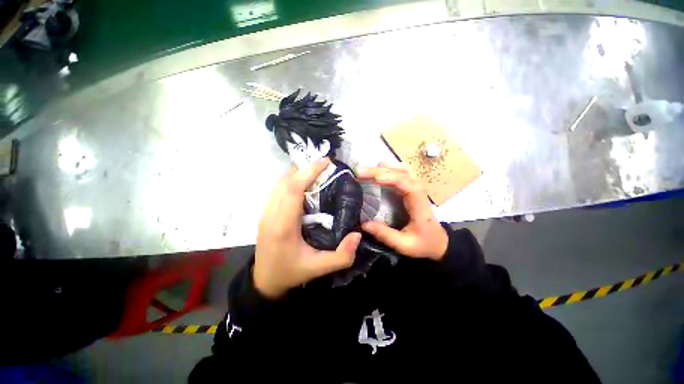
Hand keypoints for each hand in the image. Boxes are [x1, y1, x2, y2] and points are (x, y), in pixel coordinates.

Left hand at [254, 157, 360, 298]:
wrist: (265, 281)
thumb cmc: (292, 273)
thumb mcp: (319, 269)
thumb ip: (342, 256)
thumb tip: (357, 234)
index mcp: (283, 226)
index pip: (293, 189)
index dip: (308, 172)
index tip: (325, 162)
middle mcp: (271, 215)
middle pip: (285, 182)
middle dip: (305, 168)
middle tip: (324, 164)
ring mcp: (265, 213)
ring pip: (279, 184)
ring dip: (297, 173)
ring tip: (316, 171)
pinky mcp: (265, 213)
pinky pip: (277, 190)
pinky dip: (291, 181)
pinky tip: (303, 183)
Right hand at [358, 162, 447, 260]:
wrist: (439, 243)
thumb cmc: (423, 244)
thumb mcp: (404, 245)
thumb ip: (385, 235)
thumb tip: (364, 225)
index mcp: (419, 206)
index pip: (408, 186)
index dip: (392, 179)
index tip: (375, 179)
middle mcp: (420, 193)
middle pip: (403, 174)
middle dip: (381, 171)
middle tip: (361, 173)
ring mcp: (417, 189)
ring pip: (404, 170)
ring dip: (386, 167)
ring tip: (369, 168)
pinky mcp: (412, 190)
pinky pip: (403, 174)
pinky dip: (391, 169)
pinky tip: (381, 169)